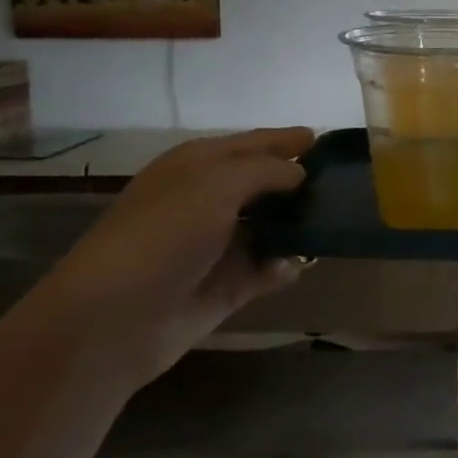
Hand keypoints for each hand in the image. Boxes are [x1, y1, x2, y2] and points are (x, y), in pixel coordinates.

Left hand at [23, 127, 314, 379]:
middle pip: (264, 184)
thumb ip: (264, 170)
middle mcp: (208, 200)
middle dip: (299, 182)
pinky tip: (301, 265)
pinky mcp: (225, 286)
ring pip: (269, 227)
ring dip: (297, 225)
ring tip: (336, 221)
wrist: (114, 319)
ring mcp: (217, 245)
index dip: (286, 139)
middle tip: (344, 181)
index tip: (325, 139)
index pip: (252, 143)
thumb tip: (299, 171)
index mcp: (198, 165)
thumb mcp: (215, 184)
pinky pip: (266, 269)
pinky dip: (284, 266)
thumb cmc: (164, 235)